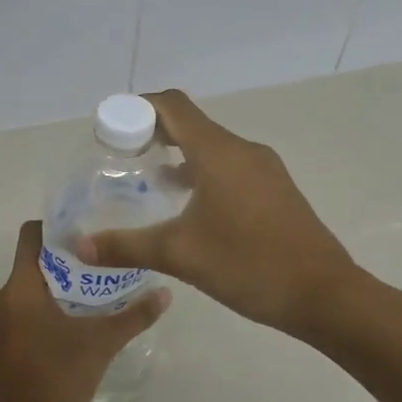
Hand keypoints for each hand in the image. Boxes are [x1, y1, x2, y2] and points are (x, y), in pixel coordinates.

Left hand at [0, 220, 170, 401]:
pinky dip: (48, 308)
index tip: (88, 230)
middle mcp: (2, 299)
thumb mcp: (100, 345)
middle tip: (105, 260)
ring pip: (30, 289)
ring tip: (97, 289)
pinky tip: (78, 321)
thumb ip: (133, 316)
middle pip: (34, 262)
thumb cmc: (55, 381)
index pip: (31, 236)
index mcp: (19, 289)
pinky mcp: (2, 344)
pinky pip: (25, 311)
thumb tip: (165, 293)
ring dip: (60, 286)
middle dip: (68, 259)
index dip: (56, 226)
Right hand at [75, 90, 357, 339]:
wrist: (324, 295)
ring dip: (178, 155)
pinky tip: (187, 206)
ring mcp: (264, 170)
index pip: (172, 106)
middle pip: (190, 124)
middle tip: (120, 158)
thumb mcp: (179, 255)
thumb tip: (77, 246)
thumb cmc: (248, 265)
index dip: (137, 108)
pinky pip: (230, 167)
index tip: (109, 128)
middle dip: (152, 133)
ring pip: (211, 147)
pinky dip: (201, 172)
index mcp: (218, 153)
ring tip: (146, 181)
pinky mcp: (275, 190)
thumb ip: (125, 247)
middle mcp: (242, 150)